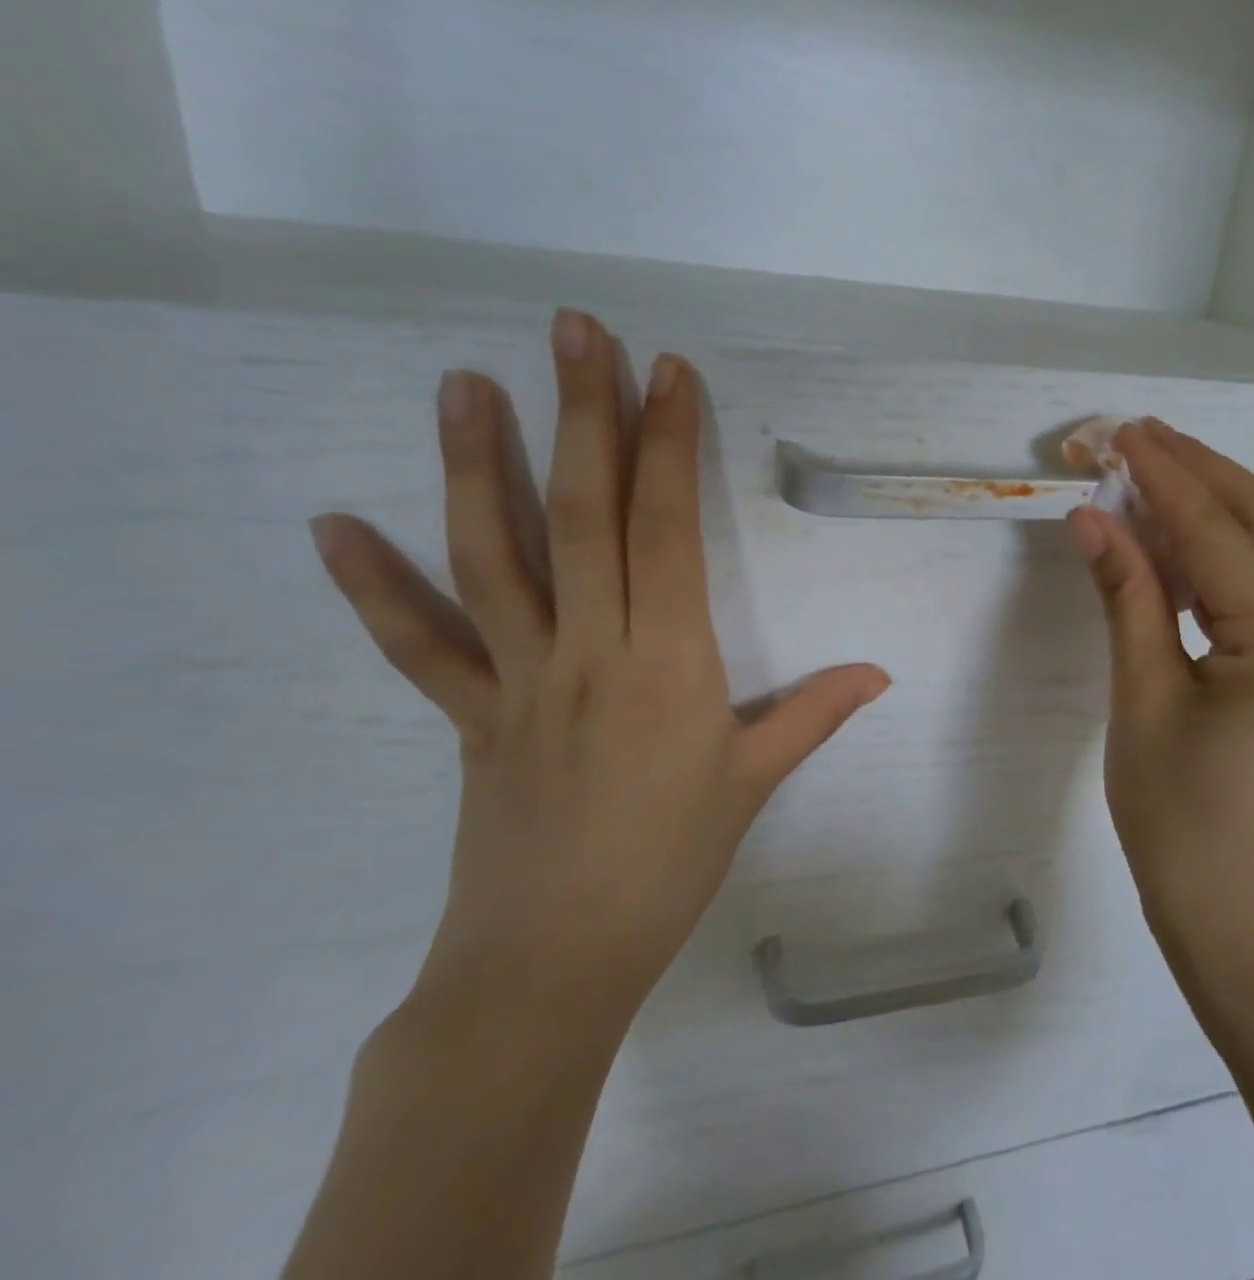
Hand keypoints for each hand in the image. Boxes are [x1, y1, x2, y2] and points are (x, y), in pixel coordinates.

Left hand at [309, 309, 889, 1040]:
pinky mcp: (471, 714)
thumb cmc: (670, 863)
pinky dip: (374, 588)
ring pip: (493, 557)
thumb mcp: (753, 783)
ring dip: (478, 466)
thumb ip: (815, 715)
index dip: (670, 445)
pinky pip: (420, 645)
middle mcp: (589, 649)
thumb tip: (880, 673)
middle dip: (586, 416)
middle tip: (574, 332)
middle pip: (583, 516)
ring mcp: (519, 677)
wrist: (556, 960)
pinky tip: (334, 527)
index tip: (669, 372)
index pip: (667, 529)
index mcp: (668, 661)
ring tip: (465, 384)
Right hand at [1065, 419, 1253, 973]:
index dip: (1165, 477)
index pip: (1221, 533)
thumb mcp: (1142, 704)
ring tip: (1154, 477)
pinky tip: (1184, 549)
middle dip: (1203, 470)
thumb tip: (1093, 518)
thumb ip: (1127, 598)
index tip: (1119, 433)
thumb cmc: (1182, 827)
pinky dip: (1230, 560)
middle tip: (1140, 437)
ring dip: (1218, 509)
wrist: (1249, 932)